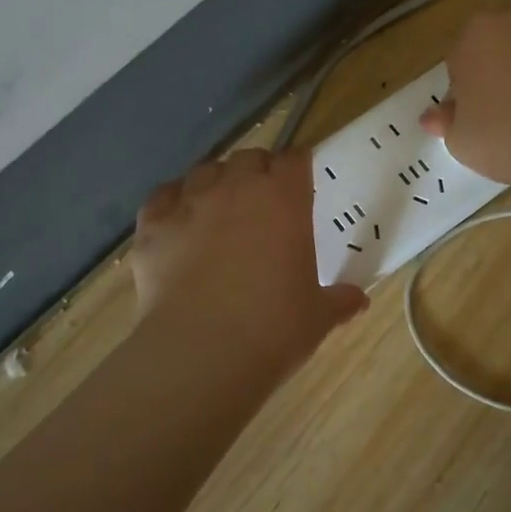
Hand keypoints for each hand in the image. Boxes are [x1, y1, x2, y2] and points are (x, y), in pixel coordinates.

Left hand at [132, 148, 368, 367]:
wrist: (200, 353)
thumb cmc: (273, 329)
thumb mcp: (317, 316)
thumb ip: (338, 300)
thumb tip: (358, 300)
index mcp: (283, 199)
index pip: (294, 160)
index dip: (297, 168)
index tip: (300, 182)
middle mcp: (236, 188)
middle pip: (248, 158)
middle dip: (257, 171)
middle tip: (262, 200)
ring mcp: (190, 203)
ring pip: (204, 171)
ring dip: (215, 182)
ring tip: (219, 208)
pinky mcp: (152, 225)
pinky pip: (163, 196)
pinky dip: (172, 202)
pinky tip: (178, 222)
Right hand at [419, 3, 510, 189]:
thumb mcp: (463, 143)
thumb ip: (446, 123)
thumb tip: (434, 116)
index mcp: (471, 37)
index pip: (457, 66)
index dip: (464, 98)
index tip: (478, 124)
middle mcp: (510, 18)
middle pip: (494, 51)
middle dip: (496, 77)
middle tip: (506, 119)